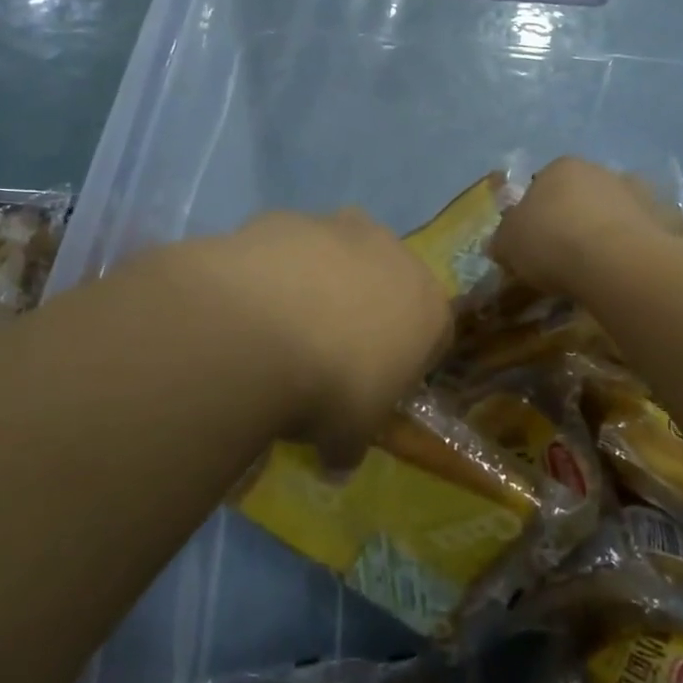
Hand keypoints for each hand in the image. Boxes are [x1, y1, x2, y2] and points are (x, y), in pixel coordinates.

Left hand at [184, 210, 451, 464]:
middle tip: (327, 352)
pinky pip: (289, 247)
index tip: (377, 386)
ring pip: (337, 256)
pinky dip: (277, 271)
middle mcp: (392, 254)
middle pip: (386, 282)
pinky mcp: (288, 217)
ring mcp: (338, 227)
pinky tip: (249, 305)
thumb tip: (334, 465)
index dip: (406, 361)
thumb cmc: (330, 388)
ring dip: (319, 284)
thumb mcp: (347, 437)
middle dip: (364, 310)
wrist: (260, 330)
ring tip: (279, 328)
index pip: (433, 332)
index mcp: (427, 306)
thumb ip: (347, 446)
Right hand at [489, 157, 682, 298]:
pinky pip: (639, 235)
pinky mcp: (663, 219)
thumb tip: (501, 244)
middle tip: (563, 258)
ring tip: (596, 271)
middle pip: (580, 196)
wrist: (616, 262)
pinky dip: (631, 250)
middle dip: (572, 221)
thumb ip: (503, 240)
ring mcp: (636, 193)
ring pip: (612, 213)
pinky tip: (622, 274)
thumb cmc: (551, 242)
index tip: (533, 245)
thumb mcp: (508, 245)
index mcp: (560, 167)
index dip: (535, 216)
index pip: (541, 187)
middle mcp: (600, 171)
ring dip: (605, 233)